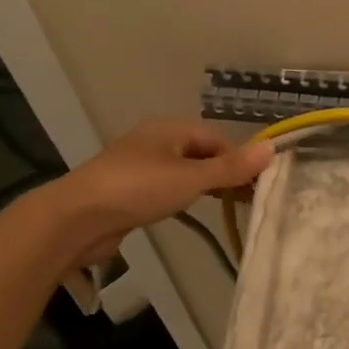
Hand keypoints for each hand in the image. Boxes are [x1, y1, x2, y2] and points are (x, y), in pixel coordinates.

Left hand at [44, 120, 272, 266]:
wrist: (76, 219)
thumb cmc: (138, 189)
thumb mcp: (192, 178)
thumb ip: (231, 167)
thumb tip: (272, 148)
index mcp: (169, 129)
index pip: (217, 138)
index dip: (239, 159)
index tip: (256, 186)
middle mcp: (154, 141)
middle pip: (201, 153)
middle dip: (223, 173)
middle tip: (246, 199)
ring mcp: (137, 166)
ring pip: (182, 171)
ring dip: (204, 186)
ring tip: (224, 208)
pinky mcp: (126, 191)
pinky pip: (164, 188)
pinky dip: (181, 197)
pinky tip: (187, 211)